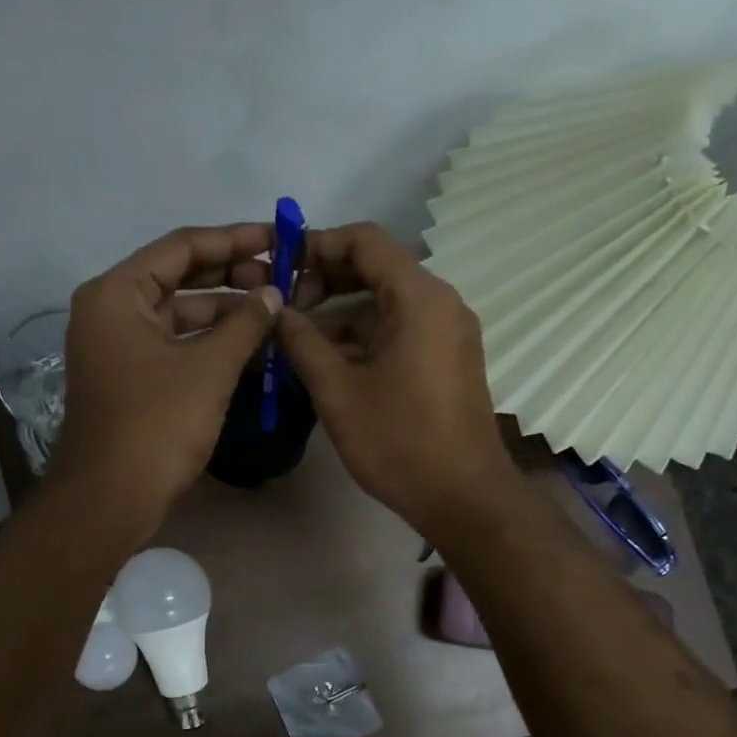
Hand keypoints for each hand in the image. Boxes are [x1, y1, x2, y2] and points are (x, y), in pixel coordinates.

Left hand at [51, 224, 282, 535]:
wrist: (110, 499)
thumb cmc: (157, 425)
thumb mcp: (209, 368)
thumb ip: (246, 323)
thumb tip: (273, 293)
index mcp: (116, 294)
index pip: (181, 248)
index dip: (234, 240)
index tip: (278, 239)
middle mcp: (110, 311)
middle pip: (178, 278)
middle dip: (231, 277)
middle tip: (281, 278)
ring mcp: (117, 347)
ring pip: (178, 315)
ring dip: (224, 314)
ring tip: (274, 313)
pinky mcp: (129, 378)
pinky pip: (173, 346)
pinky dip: (208, 344)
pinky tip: (250, 347)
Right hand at [275, 222, 518, 538]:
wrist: (462, 496)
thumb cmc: (398, 441)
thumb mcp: (337, 390)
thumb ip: (301, 342)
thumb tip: (274, 311)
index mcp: (418, 298)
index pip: (364, 241)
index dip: (316, 245)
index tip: (278, 267)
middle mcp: (439, 302)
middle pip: (375, 269)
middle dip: (324, 281)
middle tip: (281, 307)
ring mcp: (446, 331)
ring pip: (384, 304)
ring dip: (339, 315)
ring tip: (292, 339)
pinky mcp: (445, 358)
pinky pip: (398, 330)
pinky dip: (361, 337)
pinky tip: (324, 361)